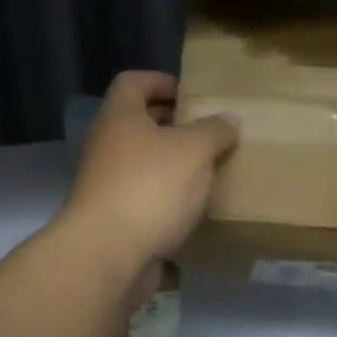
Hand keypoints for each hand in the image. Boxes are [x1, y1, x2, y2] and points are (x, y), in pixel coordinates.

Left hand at [61, 71, 238, 278]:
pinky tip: (197, 210)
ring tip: (211, 172)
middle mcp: (108, 146)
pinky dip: (169, 201)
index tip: (192, 95)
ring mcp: (107, 185)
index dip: (161, 81)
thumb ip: (215, 130)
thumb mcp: (194, 149)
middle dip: (175, 127)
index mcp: (120, 118)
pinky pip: (146, 200)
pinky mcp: (115, 220)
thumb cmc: (150, 187)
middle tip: (211, 134)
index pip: (133, 82)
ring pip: (145, 164)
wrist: (108, 255)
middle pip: (140, 124)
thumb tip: (229, 120)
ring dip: (175, 167)